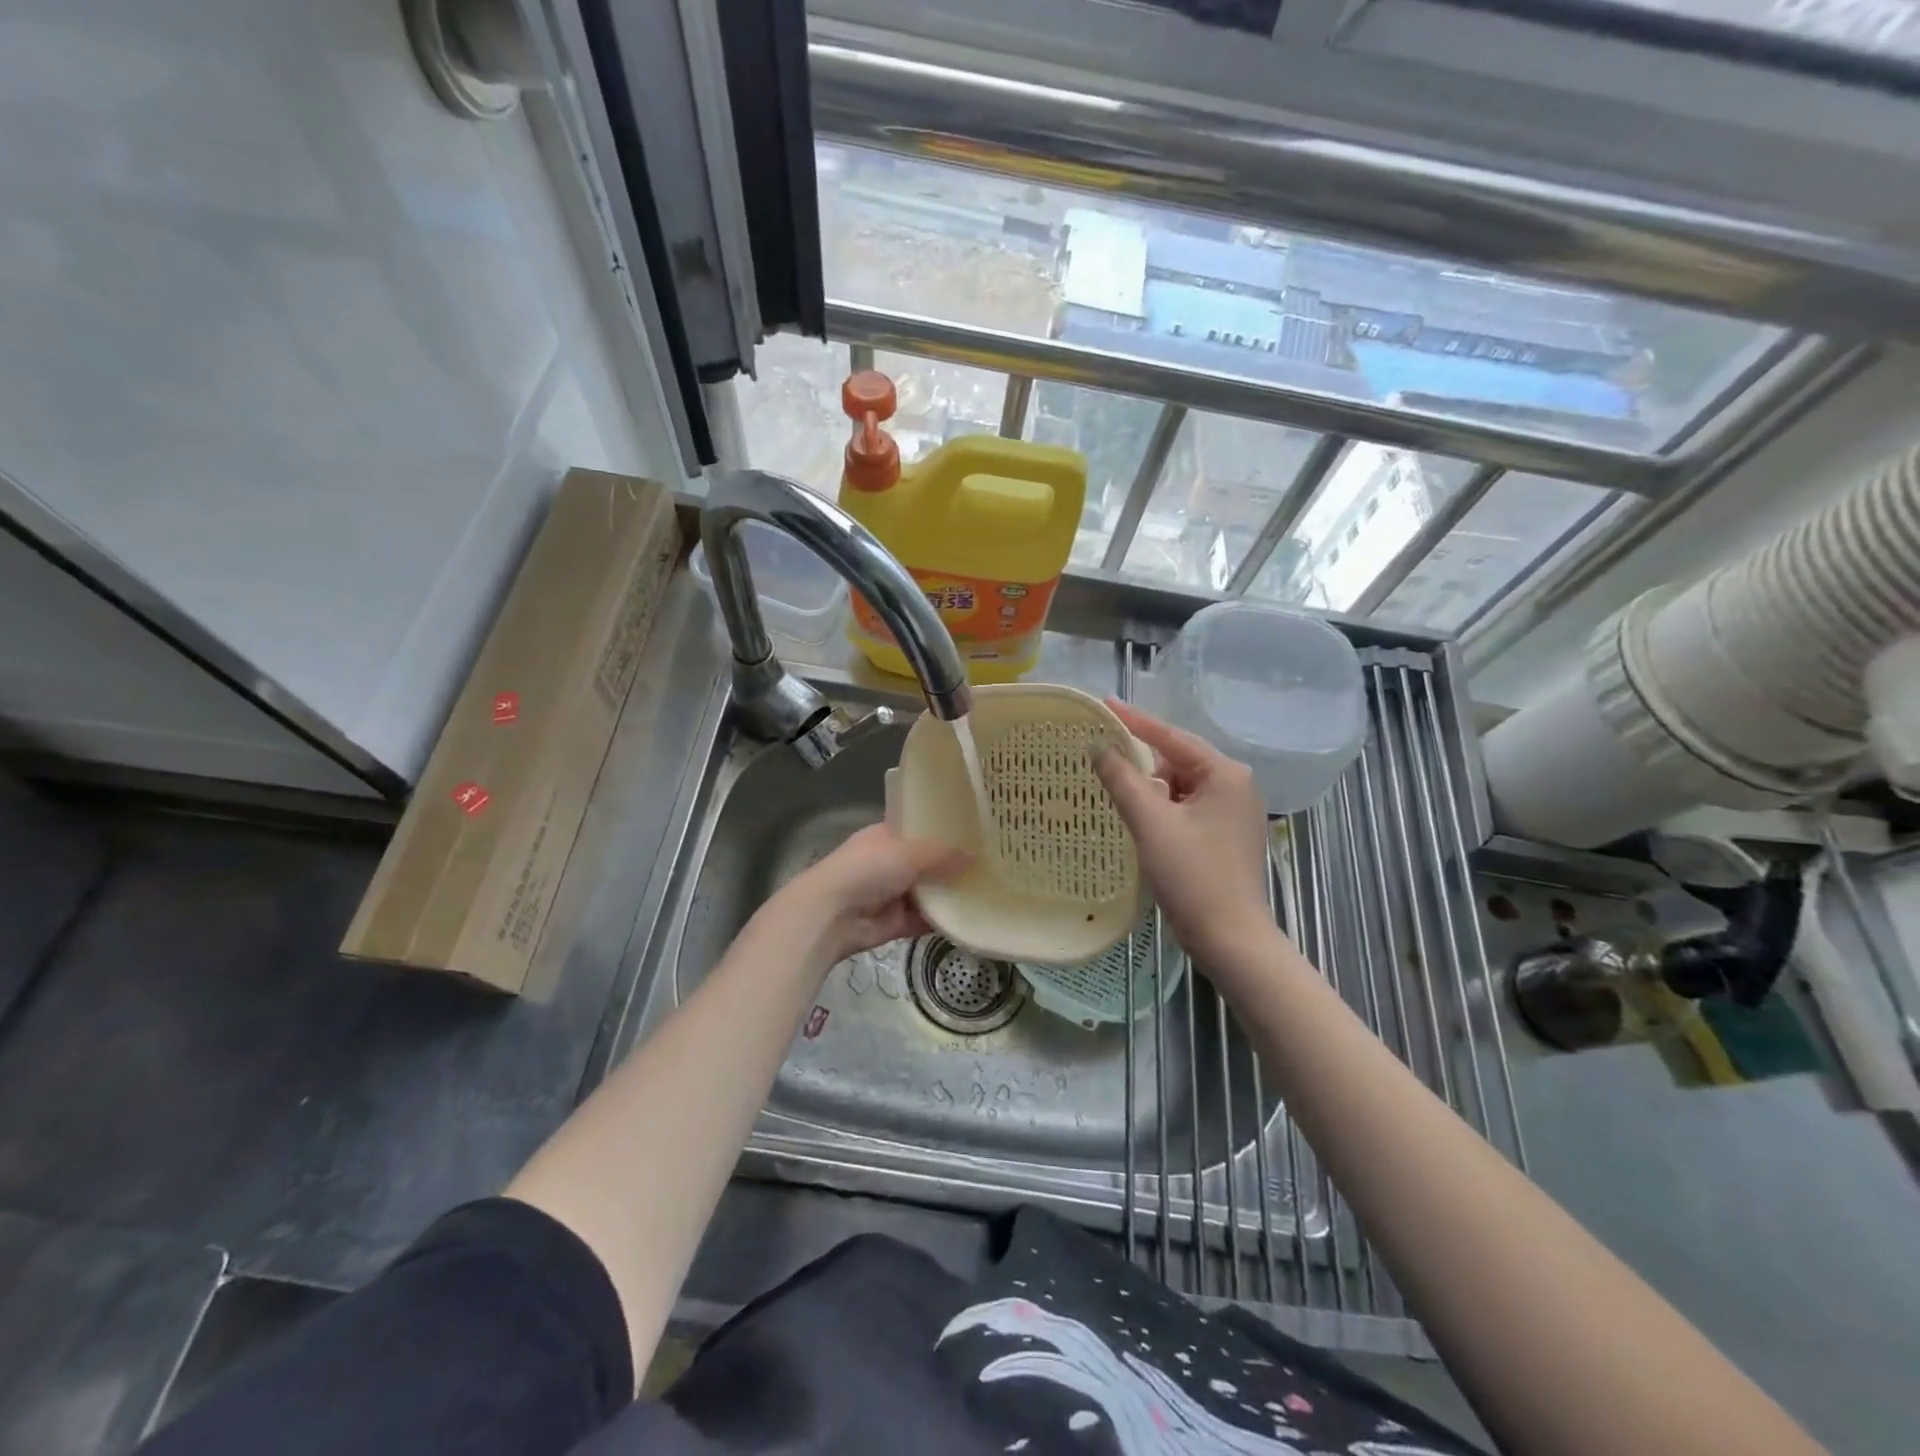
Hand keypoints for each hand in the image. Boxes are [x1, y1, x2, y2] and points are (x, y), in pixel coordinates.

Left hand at [771, 823, 971, 970]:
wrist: (830, 915)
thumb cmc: (866, 870)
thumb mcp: (908, 853)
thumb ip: (942, 856)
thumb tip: (974, 857)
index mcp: (886, 836)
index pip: (919, 828)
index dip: (944, 830)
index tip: (976, 830)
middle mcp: (889, 862)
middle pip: (928, 862)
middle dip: (953, 864)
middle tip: (992, 862)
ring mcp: (892, 894)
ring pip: (928, 892)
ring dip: (951, 893)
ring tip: (990, 889)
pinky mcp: (896, 922)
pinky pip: (925, 919)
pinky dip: (943, 920)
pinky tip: (972, 916)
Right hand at [1095, 699, 1274, 970]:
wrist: (1230, 938)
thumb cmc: (1192, 876)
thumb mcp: (1150, 823)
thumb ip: (1122, 779)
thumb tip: (1098, 746)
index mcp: (1225, 774)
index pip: (1171, 737)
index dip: (1134, 721)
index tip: (1104, 703)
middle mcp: (1236, 785)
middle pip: (1176, 761)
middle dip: (1141, 765)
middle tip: (1104, 763)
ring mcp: (1234, 811)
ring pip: (1180, 786)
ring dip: (1151, 792)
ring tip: (1120, 800)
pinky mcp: (1226, 834)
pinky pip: (1187, 807)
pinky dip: (1163, 810)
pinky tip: (1142, 822)